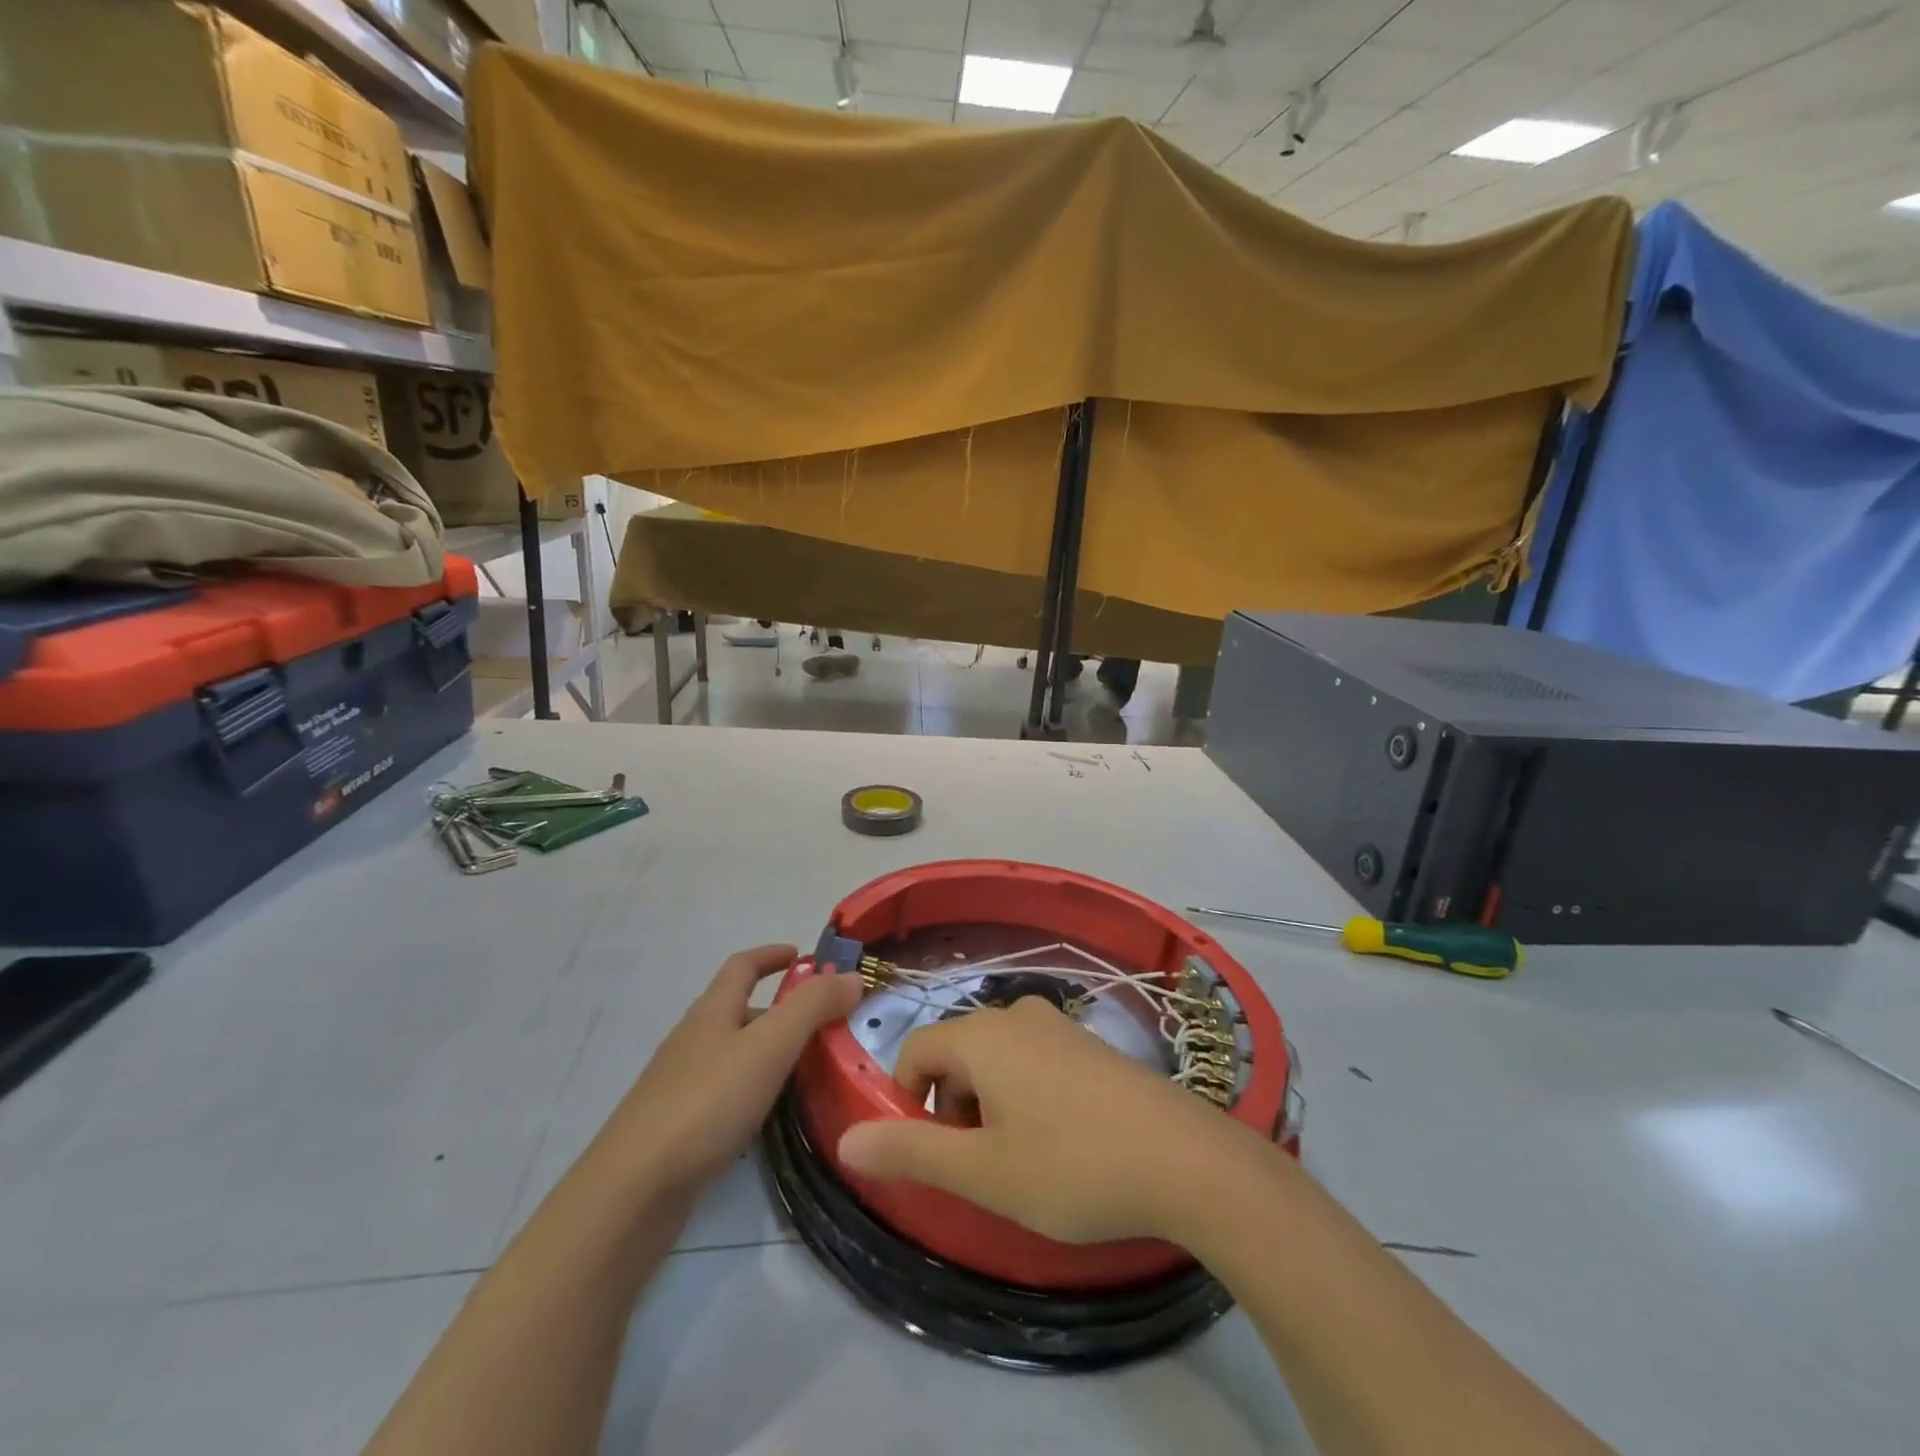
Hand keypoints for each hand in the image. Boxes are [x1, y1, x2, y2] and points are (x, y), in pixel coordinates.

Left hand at [595, 945, 862, 1199]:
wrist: (633, 1192)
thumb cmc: (705, 1104)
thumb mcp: (769, 1046)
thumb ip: (812, 1008)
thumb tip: (852, 976)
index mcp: (711, 1012)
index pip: (742, 966)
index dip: (772, 955)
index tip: (804, 956)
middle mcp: (694, 1041)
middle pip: (741, 1011)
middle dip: (783, 1011)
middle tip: (827, 1026)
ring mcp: (682, 1086)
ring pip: (737, 1056)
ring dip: (773, 1054)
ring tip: (814, 1072)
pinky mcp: (681, 1129)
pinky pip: (728, 1095)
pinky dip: (758, 1093)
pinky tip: (776, 1118)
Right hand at [837, 996, 1269, 1245]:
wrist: (1185, 1159)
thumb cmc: (1071, 1165)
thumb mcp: (983, 1171)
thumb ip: (910, 1150)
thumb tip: (846, 1139)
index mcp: (982, 1034)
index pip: (916, 1051)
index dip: (908, 1102)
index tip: (934, 1155)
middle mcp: (1016, 1015)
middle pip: (957, 1054)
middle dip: (952, 1108)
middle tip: (984, 1166)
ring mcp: (1059, 1026)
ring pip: (996, 1059)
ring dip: (990, 1106)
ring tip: (1024, 1161)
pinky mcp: (1091, 1044)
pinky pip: (1034, 1061)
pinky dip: (1026, 1097)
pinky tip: (1064, 1142)